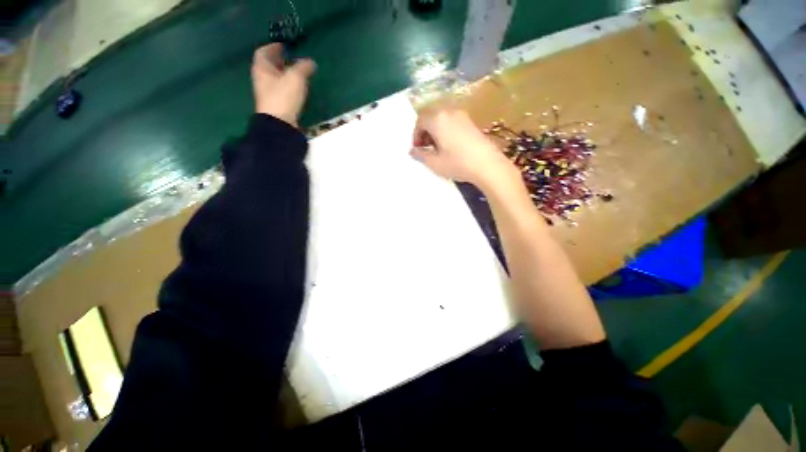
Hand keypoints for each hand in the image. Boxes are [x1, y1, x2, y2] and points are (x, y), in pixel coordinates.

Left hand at [251, 43, 315, 126]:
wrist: (280, 123)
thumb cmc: (283, 96)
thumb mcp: (295, 78)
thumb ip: (303, 68)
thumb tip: (311, 62)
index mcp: (262, 68)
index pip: (263, 52)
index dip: (272, 47)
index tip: (282, 46)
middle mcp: (262, 79)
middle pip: (268, 66)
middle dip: (278, 61)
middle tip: (290, 59)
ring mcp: (268, 94)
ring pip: (274, 79)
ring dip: (284, 74)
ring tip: (296, 74)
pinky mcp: (276, 105)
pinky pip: (280, 91)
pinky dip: (287, 86)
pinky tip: (296, 89)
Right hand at [410, 108, 517, 190]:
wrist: (487, 164)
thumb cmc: (458, 163)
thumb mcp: (435, 163)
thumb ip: (421, 155)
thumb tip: (412, 151)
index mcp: (437, 119)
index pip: (420, 120)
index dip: (416, 134)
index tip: (418, 148)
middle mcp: (449, 112)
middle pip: (431, 115)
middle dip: (425, 130)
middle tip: (426, 146)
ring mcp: (462, 115)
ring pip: (442, 117)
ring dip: (435, 129)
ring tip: (437, 146)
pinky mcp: (470, 121)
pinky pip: (452, 120)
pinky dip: (445, 128)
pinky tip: (449, 144)